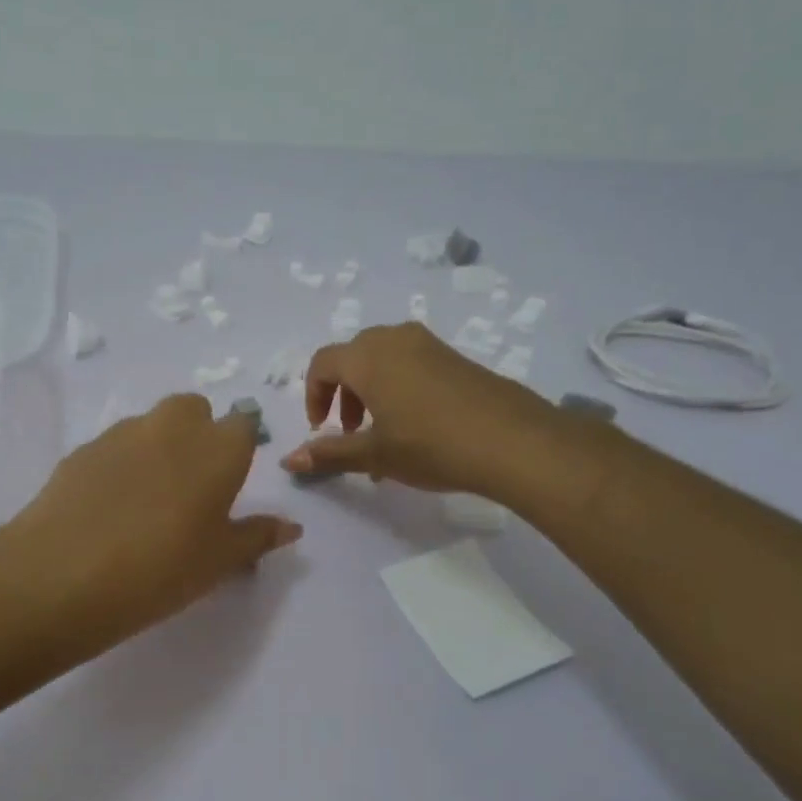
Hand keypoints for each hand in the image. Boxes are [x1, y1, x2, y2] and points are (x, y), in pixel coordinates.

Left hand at [5, 394, 300, 647]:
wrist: (64, 574)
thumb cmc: (161, 570)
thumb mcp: (219, 562)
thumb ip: (257, 537)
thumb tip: (291, 526)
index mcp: (218, 448)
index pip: (242, 424)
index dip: (239, 448)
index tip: (229, 482)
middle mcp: (172, 427)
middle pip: (194, 410)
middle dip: (198, 433)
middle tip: (190, 486)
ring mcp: (122, 433)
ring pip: (151, 424)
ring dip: (158, 446)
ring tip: (146, 500)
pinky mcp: (82, 449)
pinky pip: (113, 446)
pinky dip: (120, 463)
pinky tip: (108, 506)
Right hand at [280, 322, 559, 496]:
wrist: (513, 441)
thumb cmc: (430, 444)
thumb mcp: (375, 454)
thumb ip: (330, 453)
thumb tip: (288, 460)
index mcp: (367, 357)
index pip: (322, 363)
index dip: (314, 396)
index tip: (322, 429)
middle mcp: (394, 339)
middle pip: (352, 358)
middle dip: (343, 394)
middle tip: (352, 431)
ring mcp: (429, 344)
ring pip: (383, 360)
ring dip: (371, 392)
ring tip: (384, 433)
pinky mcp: (455, 357)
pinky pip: (411, 364)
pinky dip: (399, 388)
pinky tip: (416, 427)